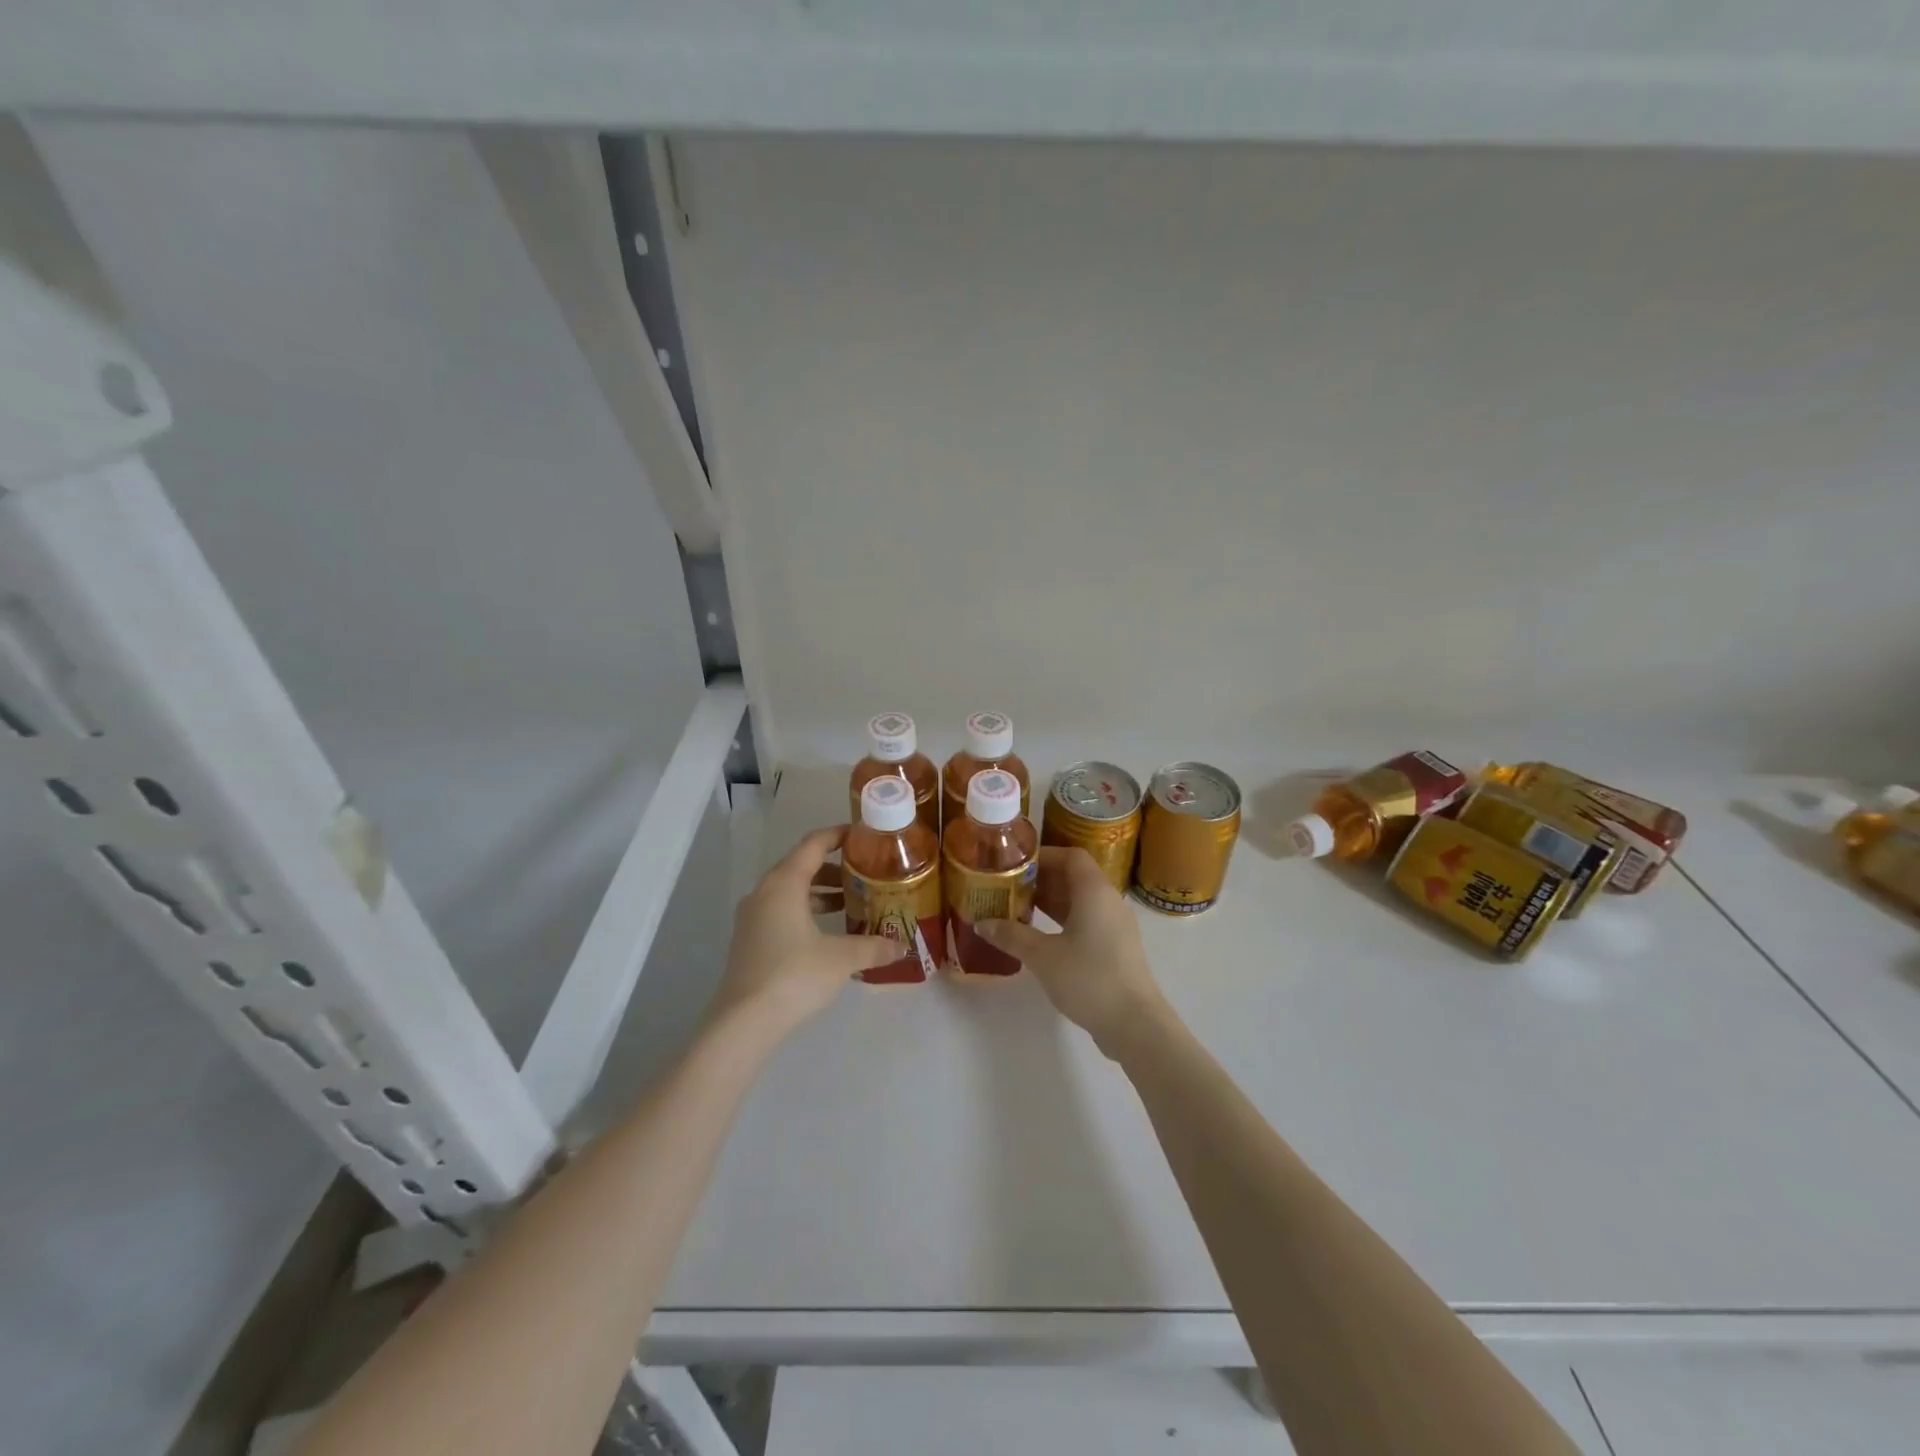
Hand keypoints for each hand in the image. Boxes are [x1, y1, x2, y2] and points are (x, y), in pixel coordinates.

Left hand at [708, 826, 895, 1037]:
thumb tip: (903, 947)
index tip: (863, 836)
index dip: (838, 835)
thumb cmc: (794, 975)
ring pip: (790, 891)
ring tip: (850, 904)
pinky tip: (827, 933)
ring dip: (819, 892)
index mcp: (784, 883)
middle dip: (833, 868)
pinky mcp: (749, 940)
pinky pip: (781, 911)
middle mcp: (764, 892)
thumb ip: (874, 947)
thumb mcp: (842, 958)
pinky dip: (805, 911)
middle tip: (864, 873)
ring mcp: (752, 917)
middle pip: (800, 866)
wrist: (744, 1022)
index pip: (813, 844)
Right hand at [978, 847, 1170, 1058]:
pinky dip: (1063, 920)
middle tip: (1009, 887)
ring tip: (1018, 909)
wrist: (1134, 1023)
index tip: (1015, 864)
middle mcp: (1108, 900)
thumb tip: (982, 923)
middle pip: (1075, 877)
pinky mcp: (1116, 947)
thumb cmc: (1088, 978)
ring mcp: (1115, 925)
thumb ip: (1011, 936)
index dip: (1044, 855)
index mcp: (1094, 891)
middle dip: (1041, 879)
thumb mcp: (1042, 956)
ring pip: (1080, 901)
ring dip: (1051, 901)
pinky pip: (1087, 920)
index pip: (1071, 856)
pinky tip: (1040, 936)